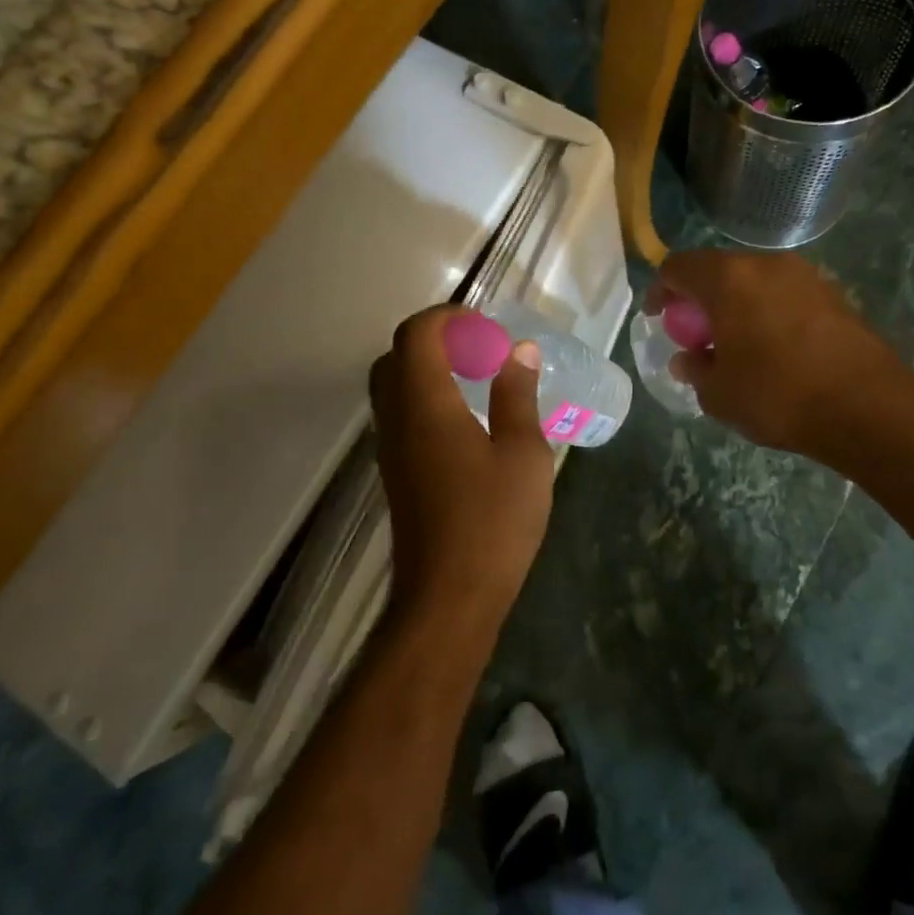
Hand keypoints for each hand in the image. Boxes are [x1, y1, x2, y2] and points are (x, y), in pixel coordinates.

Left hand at [369, 306, 554, 631]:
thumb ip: (517, 395)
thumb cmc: (493, 522)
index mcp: (426, 404)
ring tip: (477, 380)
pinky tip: (467, 421)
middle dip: (435, 340)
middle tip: (479, 350)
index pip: (416, 334)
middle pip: (396, 356)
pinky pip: (401, 415)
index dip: (446, 317)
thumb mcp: (522, 453)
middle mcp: (397, 419)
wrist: (449, 597)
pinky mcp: (396, 473)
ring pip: (393, 387)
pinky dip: (426, 398)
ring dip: (428, 369)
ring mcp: (391, 448)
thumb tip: (520, 351)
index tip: (484, 325)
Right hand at [646, 250, 913, 464]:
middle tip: (693, 332)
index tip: (657, 317)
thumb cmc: (779, 396)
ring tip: (733, 342)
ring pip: (753, 280)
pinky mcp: (832, 293)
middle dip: (699, 297)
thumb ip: (695, 369)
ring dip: (734, 303)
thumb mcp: (719, 393)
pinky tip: (771, 347)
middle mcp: (765, 264)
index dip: (661, 290)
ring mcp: (803, 275)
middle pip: (717, 269)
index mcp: (728, 279)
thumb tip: (688, 358)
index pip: (678, 267)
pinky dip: (766, 310)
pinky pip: (782, 293)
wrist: (869, 407)